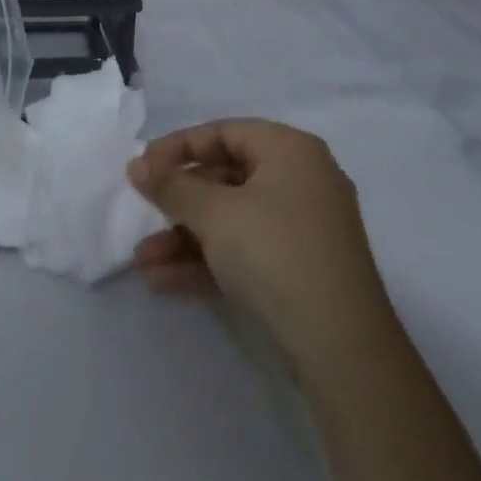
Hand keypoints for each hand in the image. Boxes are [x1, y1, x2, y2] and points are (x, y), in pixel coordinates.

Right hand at [127, 119, 384, 369]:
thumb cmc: (274, 253)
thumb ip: (171, 186)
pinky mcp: (302, 269)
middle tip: (142, 213)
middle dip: (177, 202)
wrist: (342, 348)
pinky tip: (165, 282)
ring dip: (185, 238)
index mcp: (289, 150)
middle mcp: (301, 180)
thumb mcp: (214, 213)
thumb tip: (137, 166)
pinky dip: (209, 262)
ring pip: (232, 220)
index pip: (222, 132)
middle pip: (225, 178)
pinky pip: (246, 251)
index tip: (141, 169)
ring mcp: (304, 228)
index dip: (177, 148)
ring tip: (144, 261)